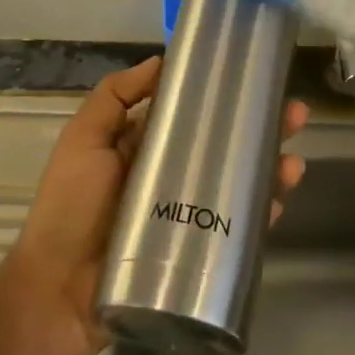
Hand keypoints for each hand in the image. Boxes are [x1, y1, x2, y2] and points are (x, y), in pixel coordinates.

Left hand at [4, 55, 307, 354]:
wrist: (60, 294)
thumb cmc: (70, 208)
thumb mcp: (83, 140)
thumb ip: (113, 97)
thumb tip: (160, 60)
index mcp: (145, 148)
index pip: (191, 114)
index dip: (221, 97)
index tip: (253, 78)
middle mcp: (170, 177)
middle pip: (223, 146)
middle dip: (260, 128)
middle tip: (294, 114)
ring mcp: (187, 215)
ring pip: (238, 185)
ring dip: (269, 168)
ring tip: (293, 160)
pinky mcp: (197, 252)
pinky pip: (236, 229)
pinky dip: (262, 214)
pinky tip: (280, 198)